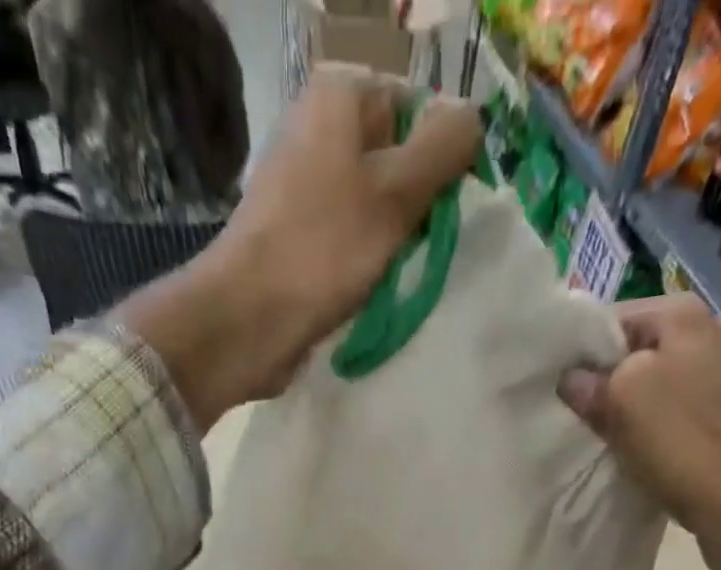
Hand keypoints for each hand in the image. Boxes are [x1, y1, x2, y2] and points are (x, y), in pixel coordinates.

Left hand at [115, 66, 482, 429]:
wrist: (247, 320)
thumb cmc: (322, 250)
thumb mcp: (397, 192)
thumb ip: (443, 148)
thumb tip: (473, 121)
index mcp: (338, 97)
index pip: (415, 108)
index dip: (439, 158)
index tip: (445, 208)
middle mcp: (316, 131)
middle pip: (394, 161)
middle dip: (416, 207)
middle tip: (420, 247)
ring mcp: (301, 188)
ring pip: (373, 208)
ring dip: (393, 243)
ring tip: (395, 274)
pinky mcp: (294, 238)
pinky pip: (347, 242)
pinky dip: (365, 264)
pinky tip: (370, 290)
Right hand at [559, 294, 720, 569]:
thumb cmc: (687, 446)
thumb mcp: (624, 400)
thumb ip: (591, 382)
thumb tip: (571, 380)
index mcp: (685, 315)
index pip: (611, 320)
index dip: (578, 354)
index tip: (555, 391)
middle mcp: (710, 335)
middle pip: (633, 356)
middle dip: (601, 386)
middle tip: (573, 421)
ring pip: (652, 389)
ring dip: (624, 415)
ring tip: (599, 444)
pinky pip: (673, 420)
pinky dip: (651, 436)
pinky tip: (635, 459)